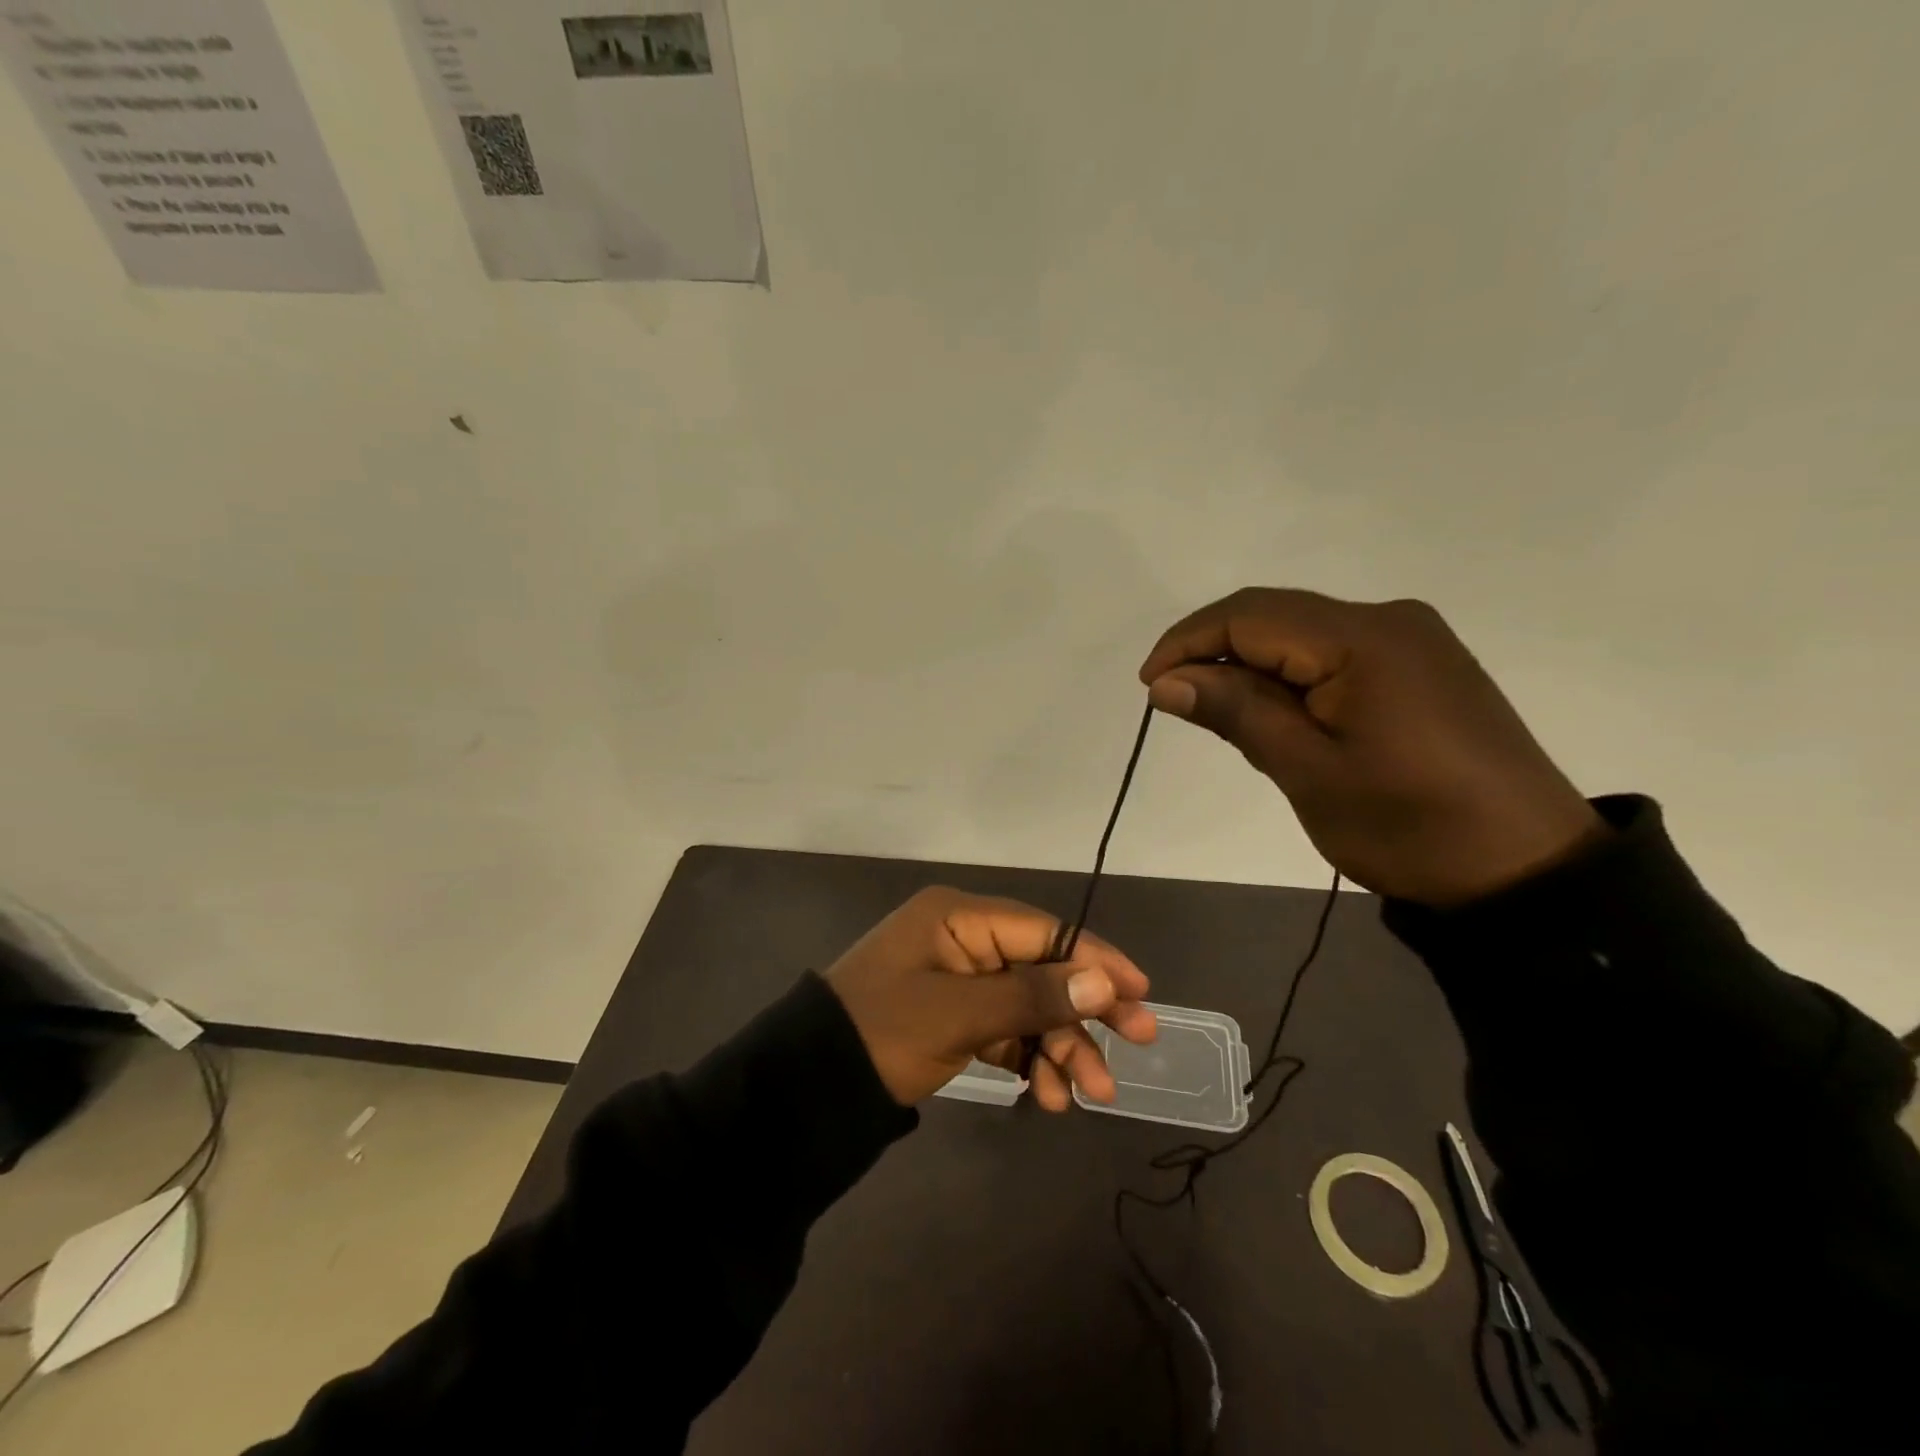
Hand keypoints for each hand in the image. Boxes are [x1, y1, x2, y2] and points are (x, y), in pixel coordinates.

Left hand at [824, 887, 1156, 1107]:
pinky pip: (1006, 1031)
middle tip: (1137, 1041)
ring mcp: (960, 980)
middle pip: (1043, 968)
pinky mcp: (955, 1017)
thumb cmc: (883, 1032)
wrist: (811, 1085)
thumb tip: (1102, 982)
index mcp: (961, 918)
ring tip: (1087, 1094)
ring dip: (1061, 1046)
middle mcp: (965, 940)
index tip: (1141, 991)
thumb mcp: (958, 1014)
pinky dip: (1030, 1059)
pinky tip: (1049, 1095)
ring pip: (1029, 1006)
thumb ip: (1031, 997)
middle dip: (1085, 1009)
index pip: (1045, 930)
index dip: (1095, 959)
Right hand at [1139, 588, 1604, 907]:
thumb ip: (1236, 713)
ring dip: (1251, 665)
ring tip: (1222, 716)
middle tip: (1176, 703)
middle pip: (1275, 615)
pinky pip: (1334, 652)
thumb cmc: (1409, 826)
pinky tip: (1278, 714)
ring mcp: (1412, 639)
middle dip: (1214, 652)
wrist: (1526, 870)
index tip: (1149, 688)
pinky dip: (1290, 675)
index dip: (1187, 642)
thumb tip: (1165, 682)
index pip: (1249, 615)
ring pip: (1302, 633)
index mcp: (1363, 638)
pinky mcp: (1423, 664)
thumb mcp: (1308, 772)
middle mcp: (1388, 619)